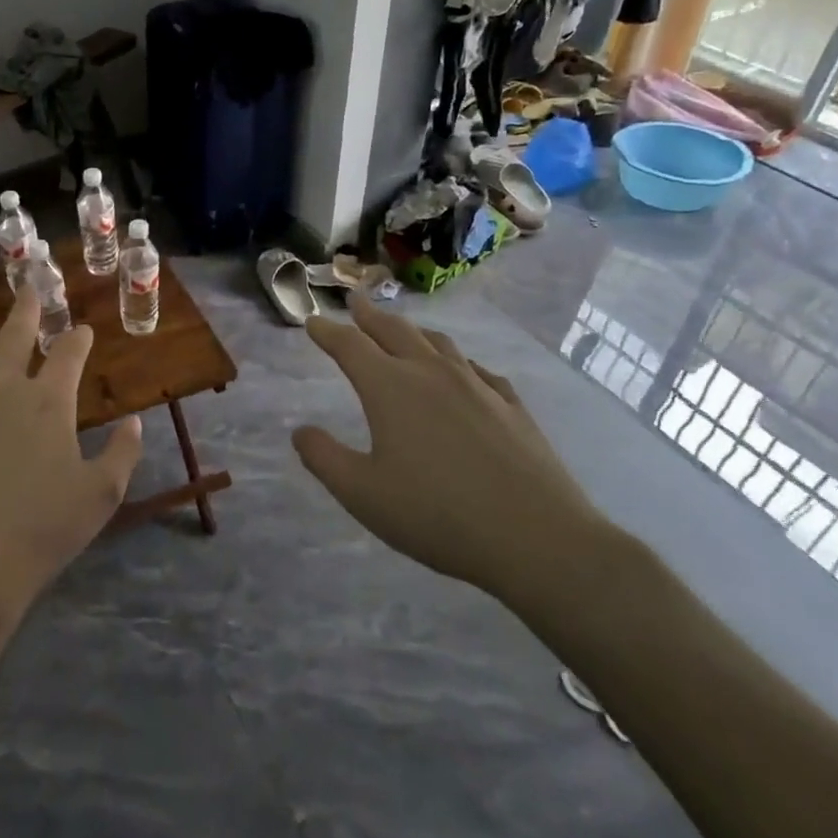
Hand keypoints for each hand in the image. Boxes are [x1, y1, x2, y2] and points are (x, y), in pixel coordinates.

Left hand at [0, 285, 143, 617]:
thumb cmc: (42, 530)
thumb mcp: (101, 495)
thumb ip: (122, 453)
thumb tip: (135, 422)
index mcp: (49, 402)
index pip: (68, 354)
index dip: (77, 338)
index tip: (81, 329)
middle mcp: (2, 389)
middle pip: (15, 338)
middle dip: (25, 310)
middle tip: (28, 288)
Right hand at [292, 295, 604, 605]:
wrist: (536, 537)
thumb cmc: (435, 514)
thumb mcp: (362, 493)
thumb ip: (324, 458)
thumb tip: (301, 431)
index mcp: (389, 388)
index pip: (349, 346)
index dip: (327, 332)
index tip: (313, 321)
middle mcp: (431, 374)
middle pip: (394, 331)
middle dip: (370, 315)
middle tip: (356, 300)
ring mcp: (476, 386)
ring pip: (438, 344)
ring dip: (413, 331)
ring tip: (403, 329)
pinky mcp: (511, 406)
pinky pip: (477, 370)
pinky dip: (458, 362)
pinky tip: (464, 372)